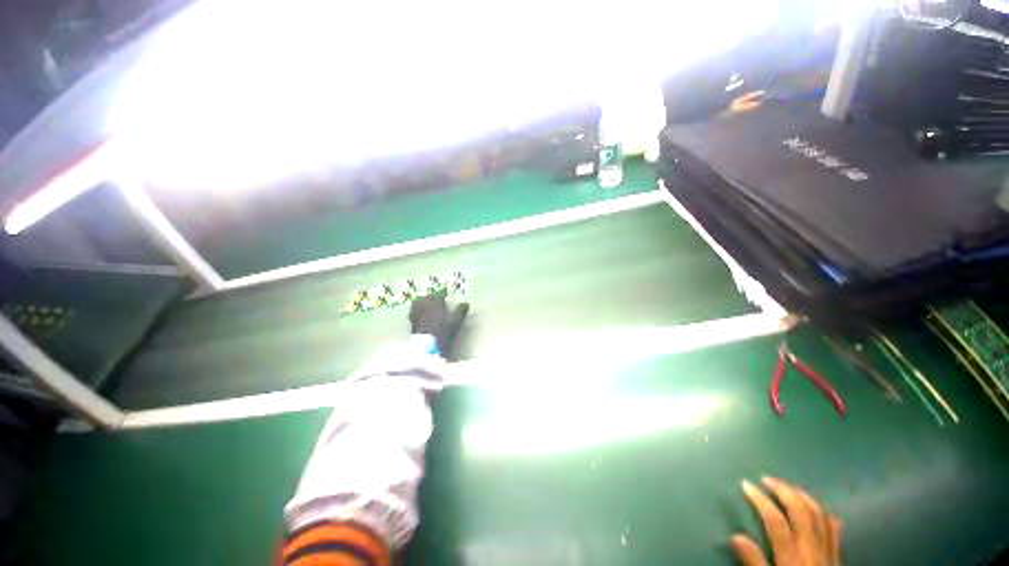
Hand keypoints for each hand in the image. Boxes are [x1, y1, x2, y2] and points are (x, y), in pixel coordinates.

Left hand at [409, 290, 468, 359]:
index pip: (440, 293)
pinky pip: (414, 312)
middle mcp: (425, 304)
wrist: (427, 346)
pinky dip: (418, 311)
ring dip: (422, 302)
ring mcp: (417, 312)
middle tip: (436, 300)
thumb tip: (466, 303)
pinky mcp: (411, 321)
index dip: (443, 292)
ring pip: (418, 303)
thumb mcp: (456, 321)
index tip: (446, 293)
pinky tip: (421, 315)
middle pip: (427, 297)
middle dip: (432, 297)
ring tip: (426, 306)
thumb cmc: (443, 331)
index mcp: (436, 302)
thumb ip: (461, 311)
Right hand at [732, 477, 841, 565]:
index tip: (745, 484)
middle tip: (766, 479)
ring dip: (802, 496)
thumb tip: (736, 536)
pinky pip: (833, 529)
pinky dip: (824, 513)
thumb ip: (754, 563)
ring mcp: (828, 551)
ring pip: (819, 515)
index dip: (760, 499)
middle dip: (783, 490)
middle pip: (800, 511)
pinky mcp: (837, 557)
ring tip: (787, 487)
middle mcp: (812, 548)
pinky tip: (816, 508)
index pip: (775, 520)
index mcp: (793, 557)